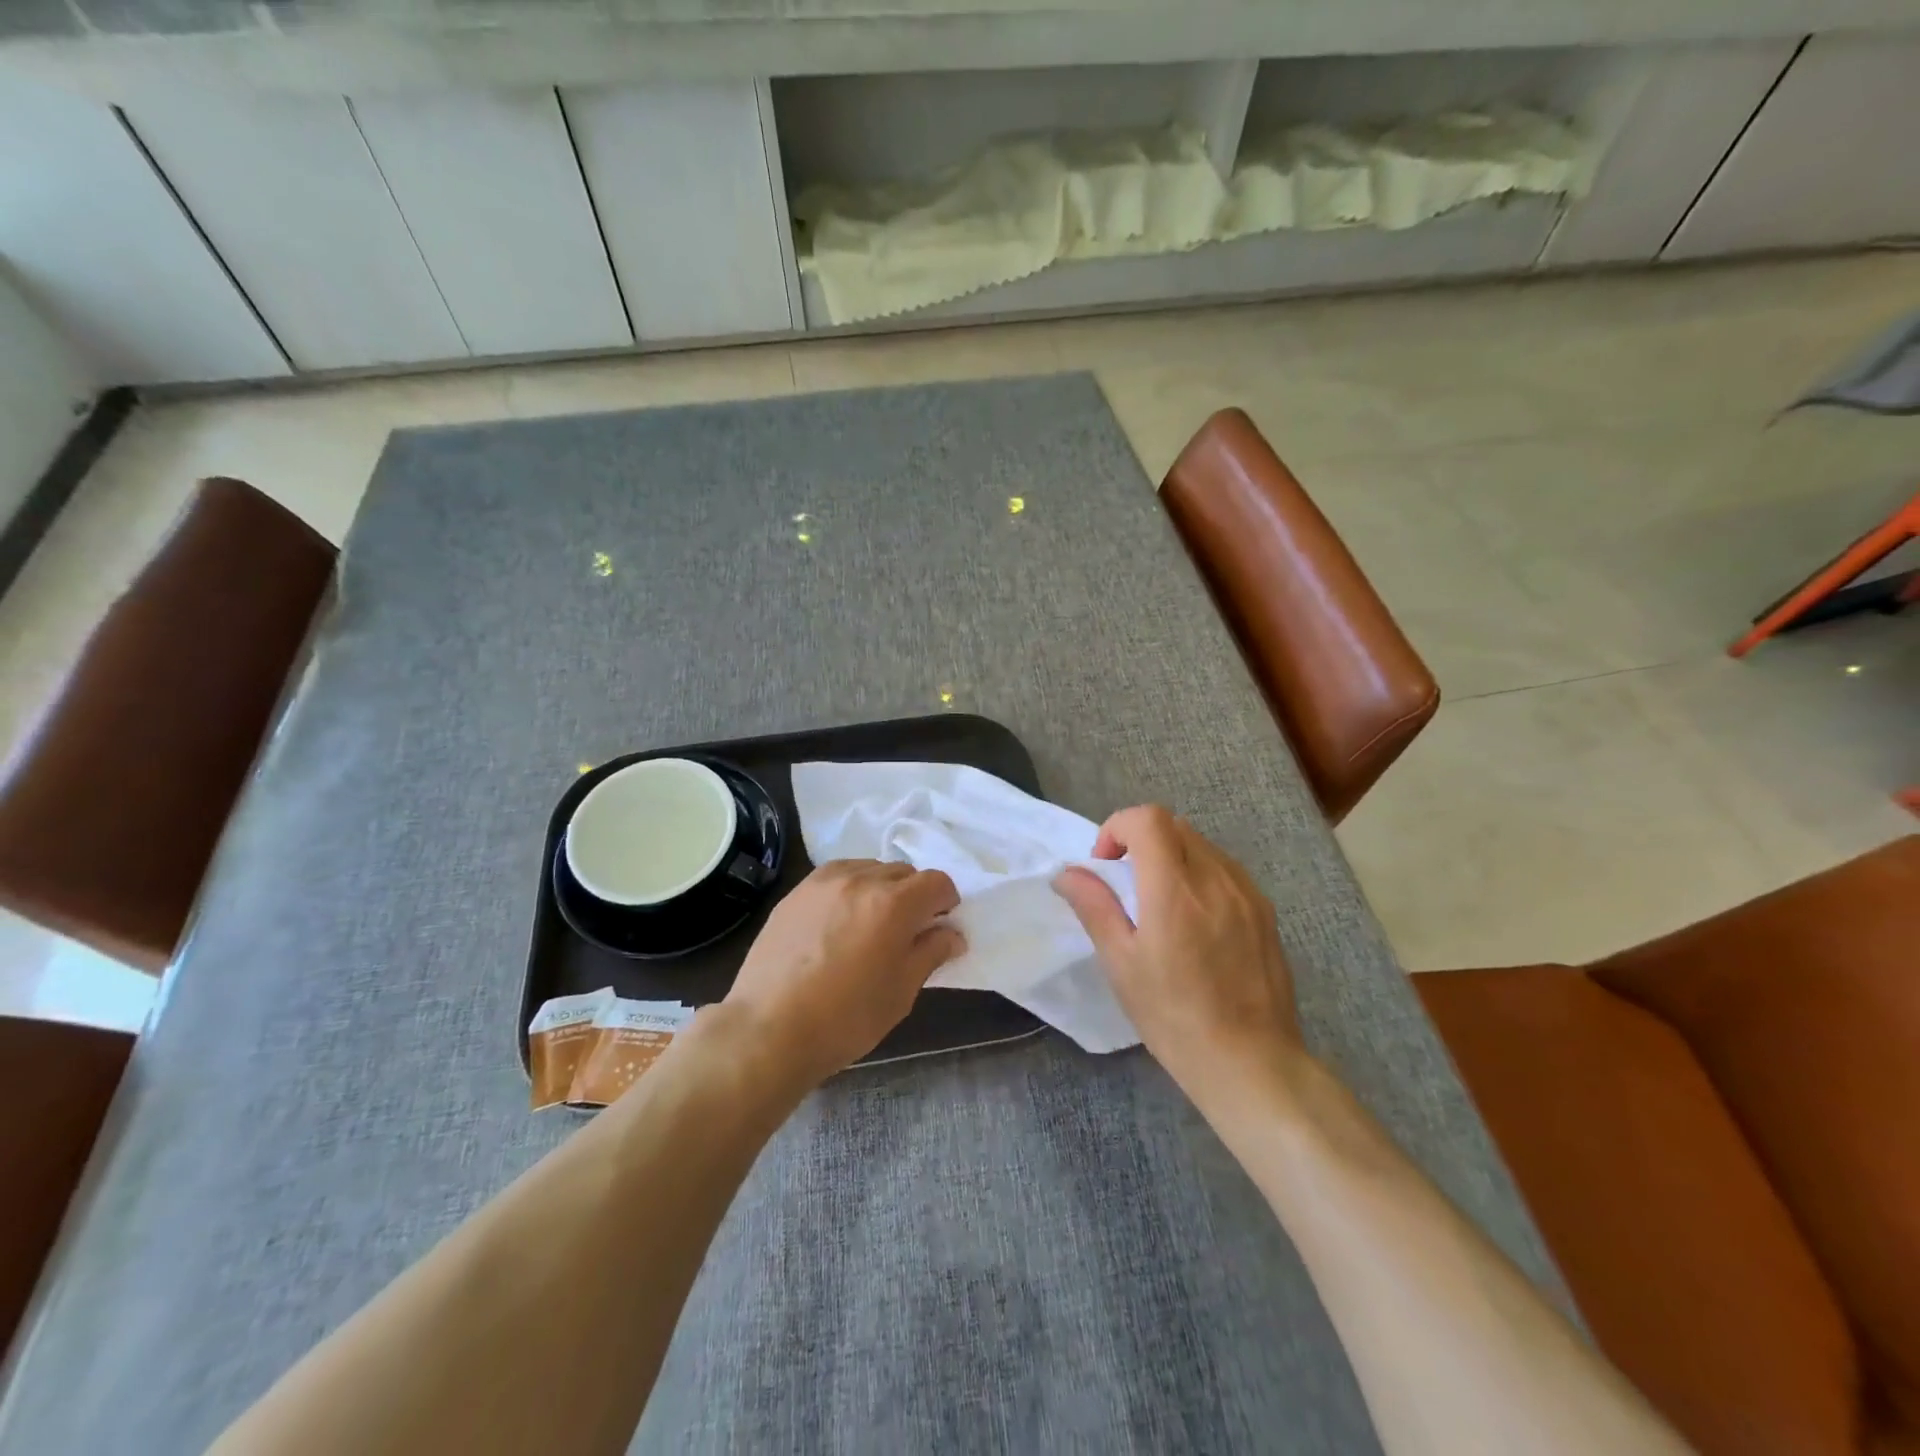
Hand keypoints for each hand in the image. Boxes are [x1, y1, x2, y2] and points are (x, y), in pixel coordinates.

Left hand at [723, 860, 963, 1090]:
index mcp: (894, 903)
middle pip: (902, 871)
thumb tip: (952, 934)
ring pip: (868, 869)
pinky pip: (836, 876)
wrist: (769, 1029)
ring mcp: (823, 882)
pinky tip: (839, 921)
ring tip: (870, 923)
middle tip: (907, 929)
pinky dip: (849, 889)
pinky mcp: (796, 892)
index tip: (941, 924)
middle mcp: (861, 879)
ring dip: (880, 888)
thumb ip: (930, 953)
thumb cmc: (846, 1018)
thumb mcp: (901, 991)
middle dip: (914, 895)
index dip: (946, 901)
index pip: (936, 881)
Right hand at [1053, 806, 1301, 1104]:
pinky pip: (1225, 868)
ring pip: (1200, 844)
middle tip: (1127, 884)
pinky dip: (1199, 873)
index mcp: (1175, 890)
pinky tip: (1194, 919)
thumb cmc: (1174, 1017)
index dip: (1118, 828)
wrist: (1251, 1062)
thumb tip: (1067, 873)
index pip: (1147, 819)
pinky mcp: (1265, 909)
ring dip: (1171, 855)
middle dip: (1141, 840)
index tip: (1106, 865)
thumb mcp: (1121, 964)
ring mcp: (1246, 892)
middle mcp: (1215, 878)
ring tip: (1160, 903)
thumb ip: (1094, 907)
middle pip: (1173, 825)